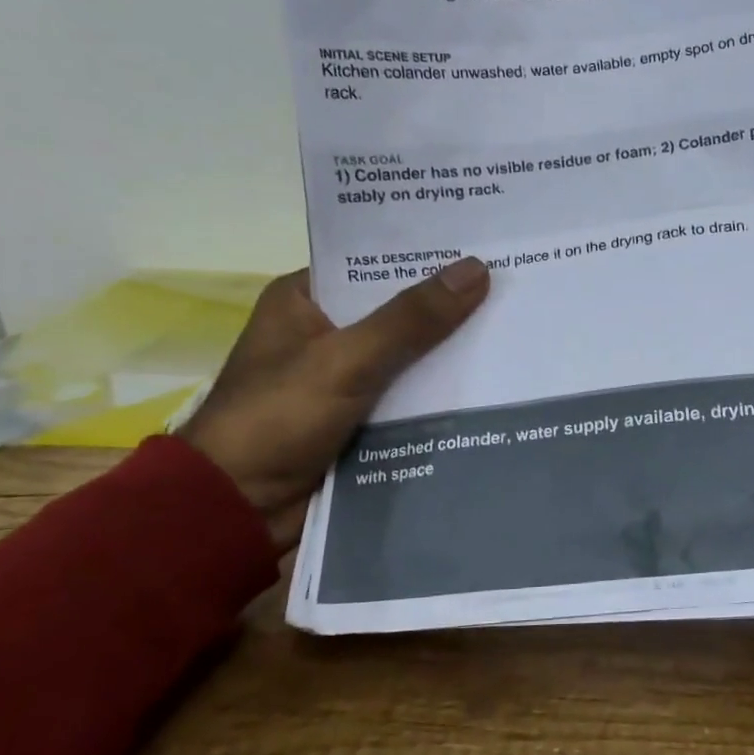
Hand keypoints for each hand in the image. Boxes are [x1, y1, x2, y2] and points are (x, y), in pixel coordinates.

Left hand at [181, 259, 489, 549]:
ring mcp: (343, 378)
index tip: (484, 245)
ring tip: (515, 330)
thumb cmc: (278, 418)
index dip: (427, 256)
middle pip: (398, 310)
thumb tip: (477, 269)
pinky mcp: (359, 418)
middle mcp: (324, 332)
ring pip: (409, 355)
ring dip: (450, 352)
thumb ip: (412, 319)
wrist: (238, 509)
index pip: (374, 264)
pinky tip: (491, 382)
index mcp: (304, 299)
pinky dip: (439, 392)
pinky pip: (408, 395)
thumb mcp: (347, 359)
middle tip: (513, 287)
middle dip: (449, 306)